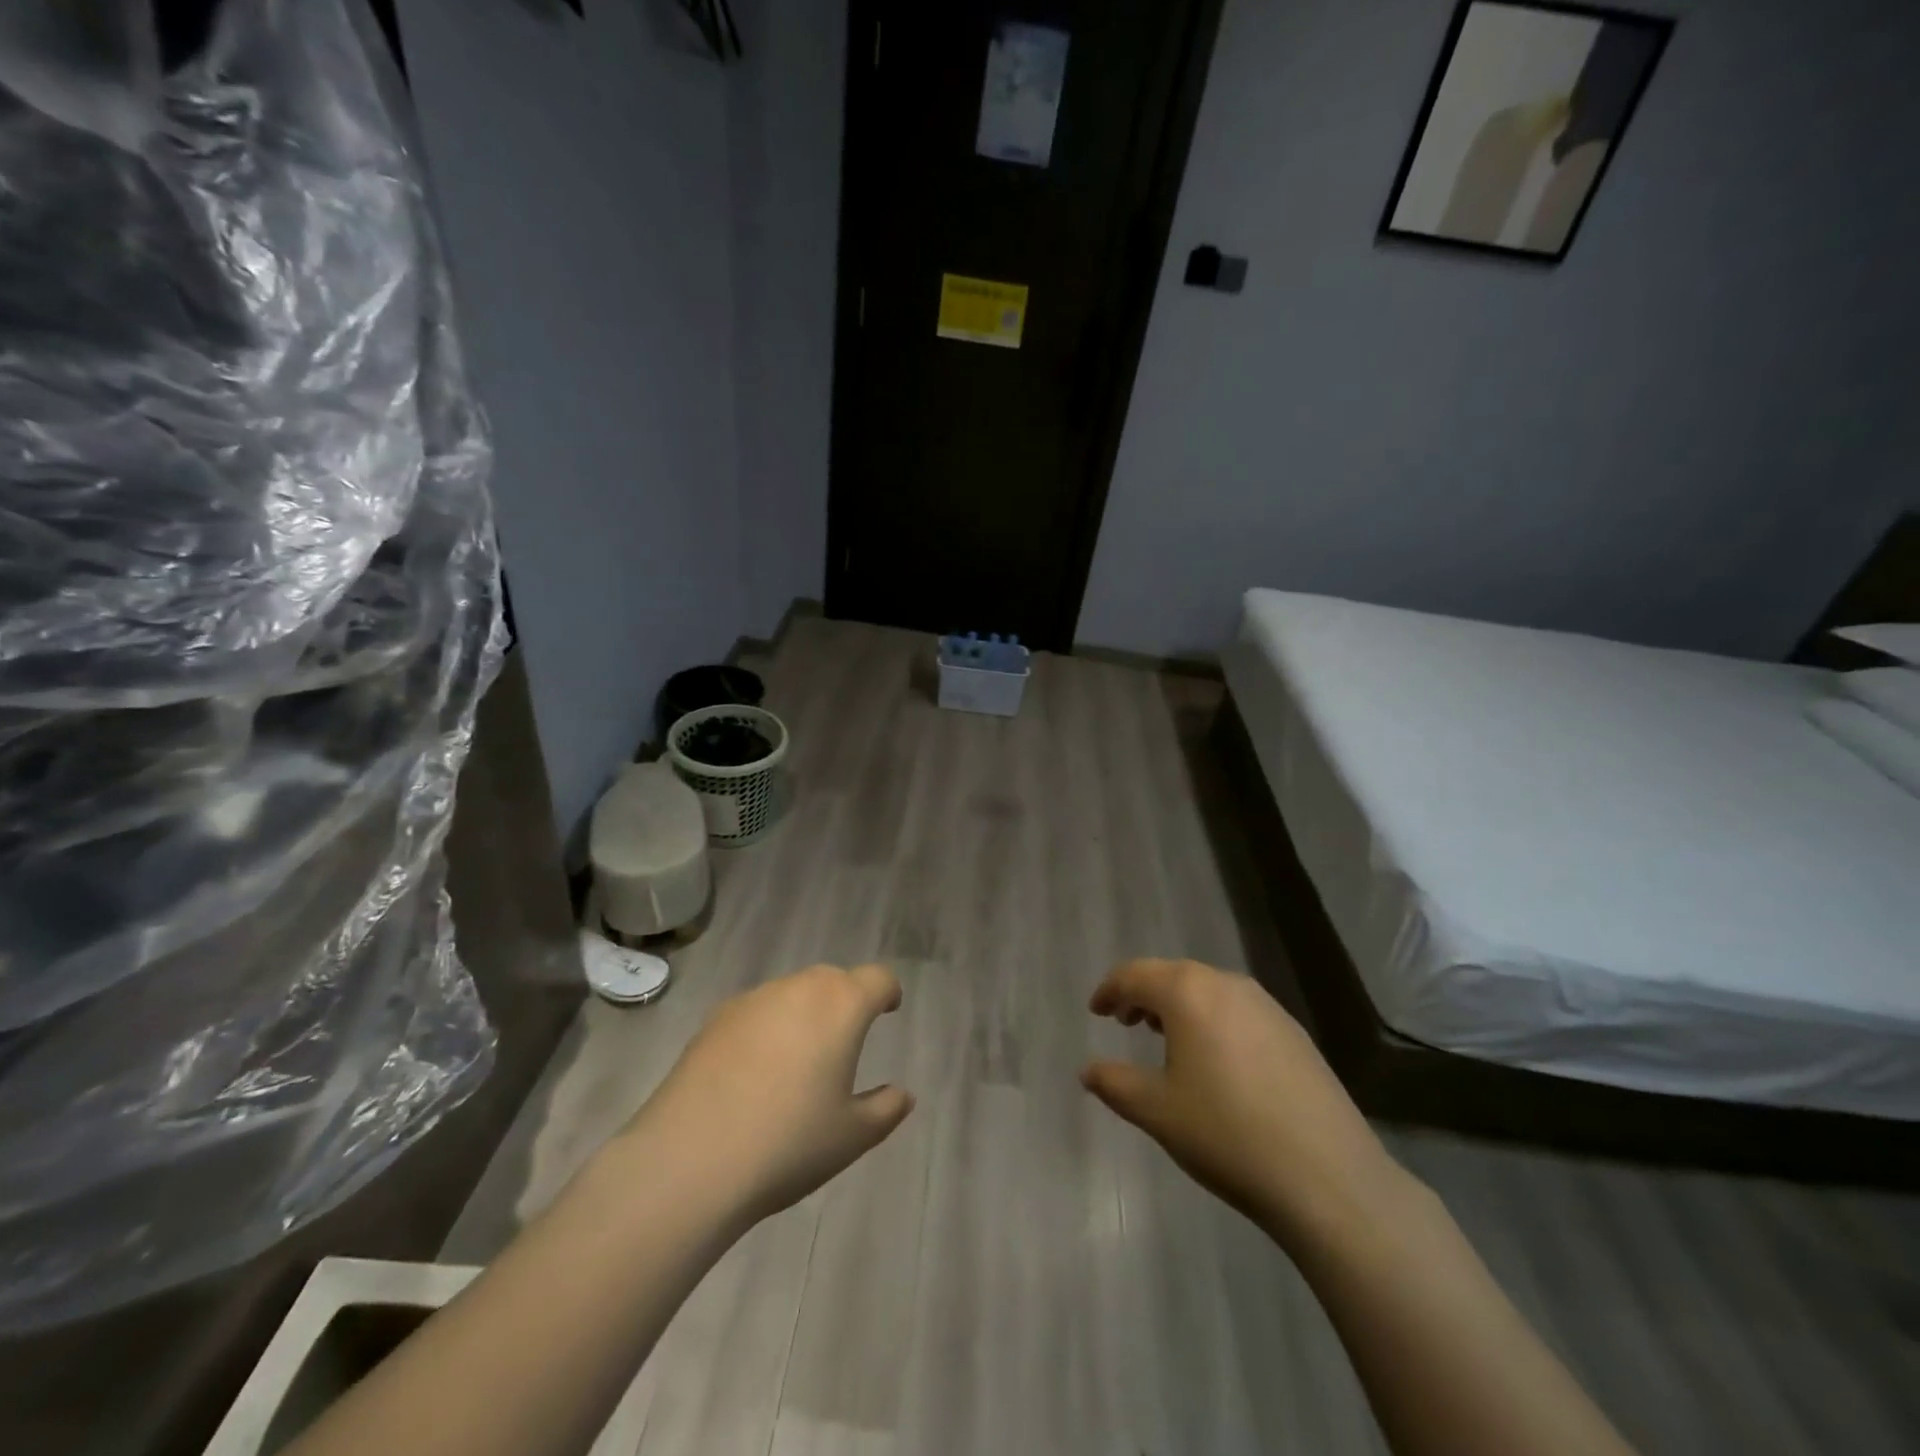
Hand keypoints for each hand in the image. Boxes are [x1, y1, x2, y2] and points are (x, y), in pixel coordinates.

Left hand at [626, 964, 914, 1224]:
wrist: (689, 1160)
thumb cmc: (788, 1144)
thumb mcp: (851, 1136)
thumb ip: (885, 1109)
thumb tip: (903, 1094)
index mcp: (841, 1006)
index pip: (877, 979)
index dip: (888, 992)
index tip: (889, 1009)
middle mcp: (799, 989)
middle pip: (833, 979)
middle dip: (846, 1000)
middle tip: (846, 1038)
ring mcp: (753, 1000)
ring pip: (791, 992)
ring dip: (804, 1012)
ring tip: (799, 1058)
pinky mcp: (714, 1019)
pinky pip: (756, 1012)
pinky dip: (767, 1028)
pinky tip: (755, 1071)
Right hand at [1082, 959, 1409, 1248]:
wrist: (1328, 1178)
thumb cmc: (1226, 1135)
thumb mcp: (1157, 1111)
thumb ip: (1115, 1083)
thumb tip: (1088, 1071)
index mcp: (1188, 993)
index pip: (1135, 975)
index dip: (1109, 990)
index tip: (1095, 1011)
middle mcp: (1227, 985)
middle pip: (1173, 975)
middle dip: (1143, 994)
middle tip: (1124, 1021)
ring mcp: (1266, 1006)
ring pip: (1208, 990)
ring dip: (1179, 1005)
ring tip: (1165, 1036)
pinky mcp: (1294, 1032)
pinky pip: (1237, 1010)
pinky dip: (1212, 1019)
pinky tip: (1215, 1059)